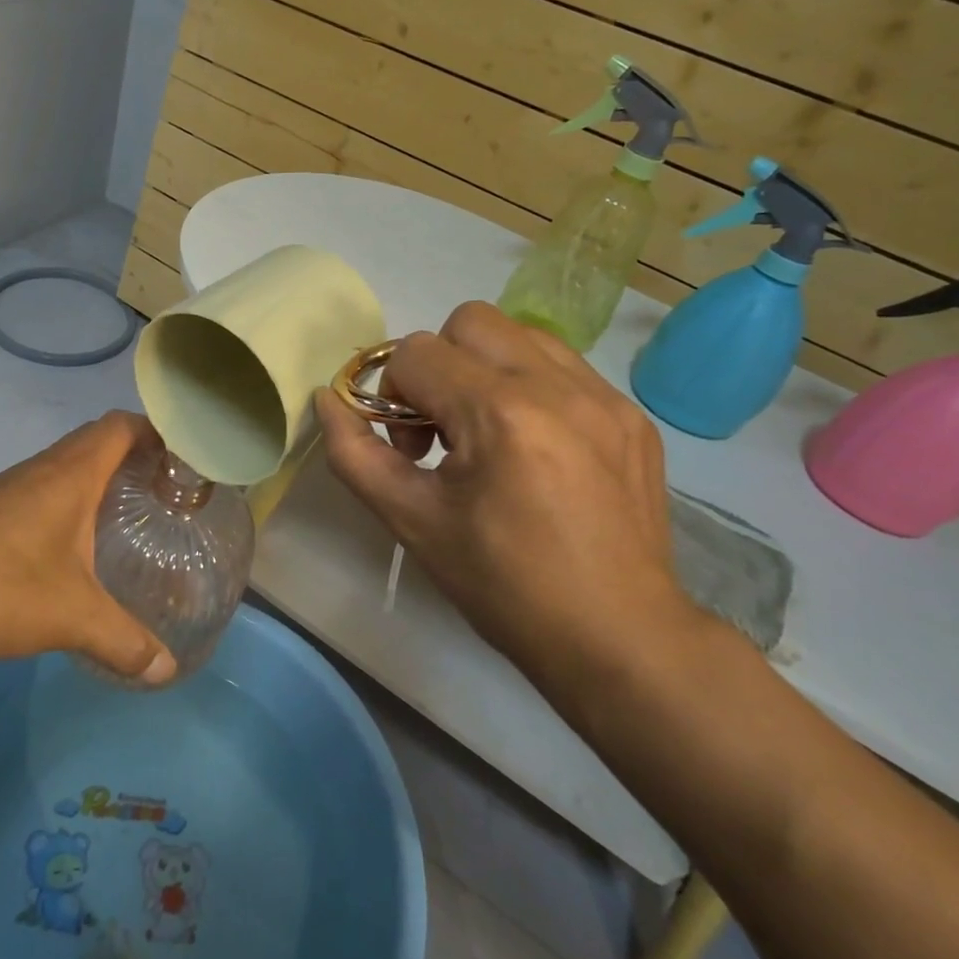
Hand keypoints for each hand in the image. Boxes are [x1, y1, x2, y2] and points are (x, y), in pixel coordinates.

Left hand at [0, 412, 176, 683]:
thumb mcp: (69, 617)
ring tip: (136, 518)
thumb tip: (166, 670)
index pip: (122, 426)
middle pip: (101, 440)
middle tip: (170, 495)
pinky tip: (81, 547)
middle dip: (139, 458)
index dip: (158, 433)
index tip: (186, 462)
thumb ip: (122, 641)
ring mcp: (16, 487)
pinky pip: (49, 489)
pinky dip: (76, 502)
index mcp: (71, 473)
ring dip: (105, 480)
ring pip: (72, 465)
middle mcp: (46, 468)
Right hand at [316, 302, 689, 698]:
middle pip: (469, 320)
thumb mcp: (411, 522)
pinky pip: (563, 367)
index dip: (392, 394)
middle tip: (442, 428)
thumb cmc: (503, 585)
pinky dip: (530, 387)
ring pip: (520, 333)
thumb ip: (355, 454)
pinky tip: (534, 447)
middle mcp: (557, 386)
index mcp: (500, 413)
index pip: (415, 353)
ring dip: (485, 368)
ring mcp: (604, 396)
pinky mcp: (631, 415)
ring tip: (488, 432)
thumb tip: (328, 400)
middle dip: (438, 365)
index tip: (409, 450)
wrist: (617, 638)